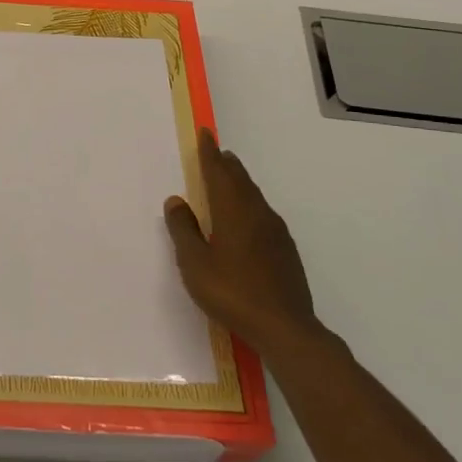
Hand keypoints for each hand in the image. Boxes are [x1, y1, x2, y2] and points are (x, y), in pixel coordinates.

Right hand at [164, 128, 320, 357]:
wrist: (285, 327)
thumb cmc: (232, 292)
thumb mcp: (195, 263)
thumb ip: (183, 230)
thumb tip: (176, 200)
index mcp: (233, 210)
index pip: (219, 172)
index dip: (209, 153)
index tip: (205, 134)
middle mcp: (257, 213)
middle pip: (240, 179)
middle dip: (226, 164)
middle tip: (216, 153)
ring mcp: (275, 231)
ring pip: (254, 195)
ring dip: (239, 183)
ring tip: (228, 179)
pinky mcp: (285, 249)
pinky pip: (263, 213)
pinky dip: (249, 203)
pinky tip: (246, 218)